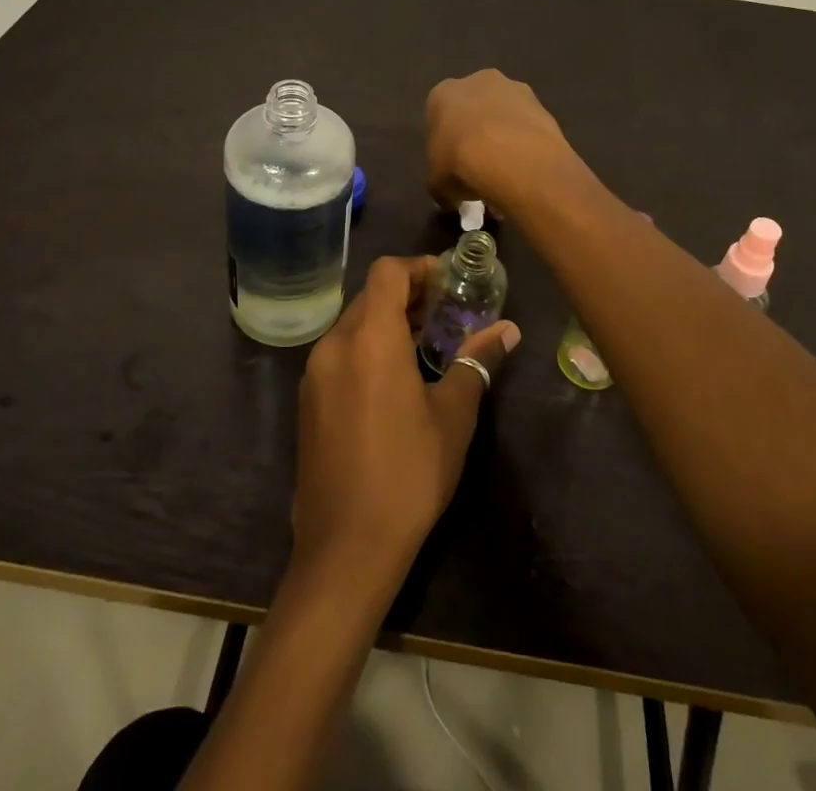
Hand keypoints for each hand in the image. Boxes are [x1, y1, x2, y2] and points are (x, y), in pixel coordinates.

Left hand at [293, 257, 521, 582]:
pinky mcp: (308, 400)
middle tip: (444, 313)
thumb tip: (507, 330)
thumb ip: (477, 363)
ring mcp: (315, 373)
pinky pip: (339, 353)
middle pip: (369, 296)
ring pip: (352, 324)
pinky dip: (366, 347)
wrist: (345, 547)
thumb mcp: (453, 417)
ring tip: (424, 344)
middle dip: (406, 296)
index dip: (418, 268)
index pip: (387, 272)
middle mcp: (335, 344)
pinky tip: (392, 379)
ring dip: (386, 322)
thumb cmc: (408, 474)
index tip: (447, 283)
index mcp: (369, 337)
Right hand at [426, 69, 578, 215]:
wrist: (510, 157)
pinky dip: (528, 143)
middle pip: (475, 107)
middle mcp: (477, 81)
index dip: (446, 143)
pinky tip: (527, 169)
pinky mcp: (542, 104)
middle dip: (477, 131)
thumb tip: (450, 196)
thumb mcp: (437, 183)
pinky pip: (528, 125)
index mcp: (443, 94)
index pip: (440, 116)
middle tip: (480, 166)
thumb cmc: (460, 162)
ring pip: (505, 113)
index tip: (452, 165)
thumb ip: (441, 183)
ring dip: (505, 135)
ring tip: (508, 172)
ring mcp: (514, 89)